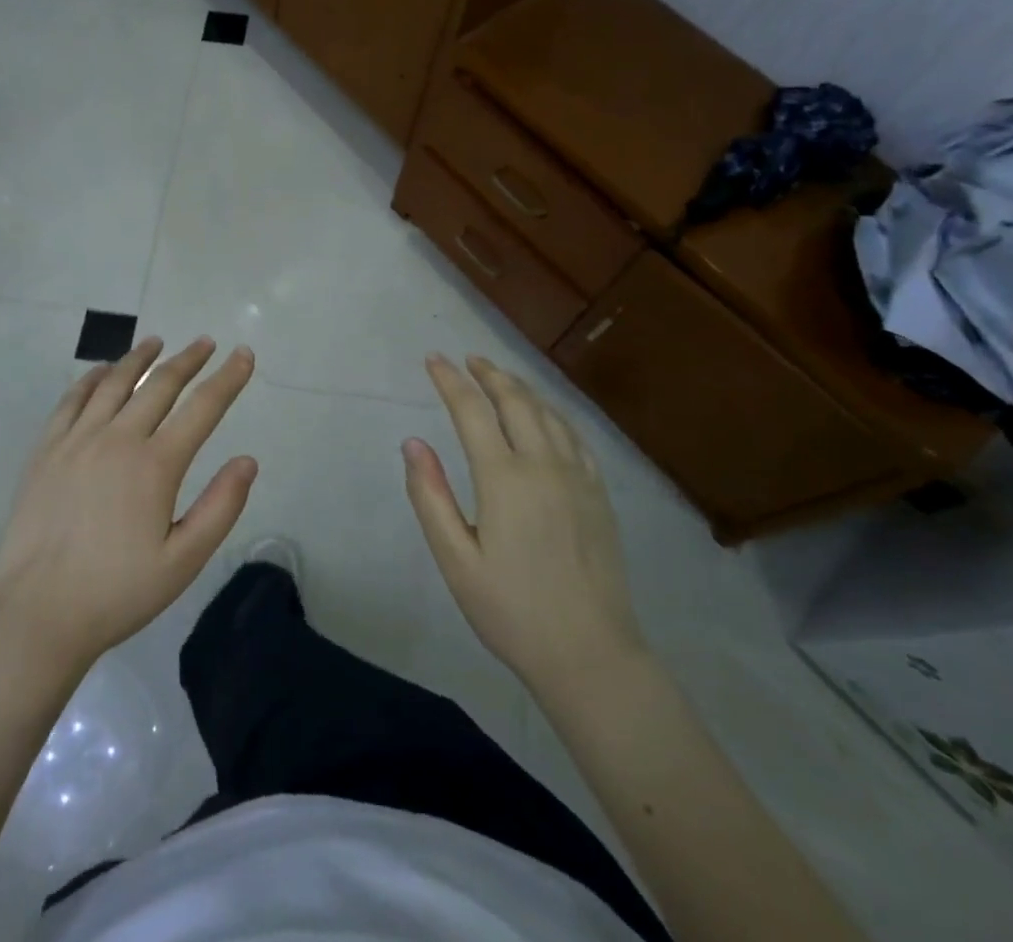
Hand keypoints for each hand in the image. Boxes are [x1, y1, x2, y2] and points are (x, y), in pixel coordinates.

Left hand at [0, 336, 257, 677]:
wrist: (37, 614)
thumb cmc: (117, 592)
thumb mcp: (183, 562)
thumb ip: (220, 508)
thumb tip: (248, 460)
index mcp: (155, 465)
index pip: (202, 408)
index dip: (227, 378)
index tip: (243, 354)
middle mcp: (117, 439)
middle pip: (159, 385)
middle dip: (188, 359)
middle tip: (205, 342)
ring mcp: (77, 441)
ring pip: (113, 383)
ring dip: (139, 358)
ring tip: (156, 342)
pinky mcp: (46, 450)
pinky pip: (71, 400)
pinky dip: (91, 378)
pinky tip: (101, 371)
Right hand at [404, 354, 645, 690]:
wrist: (591, 654)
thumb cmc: (512, 611)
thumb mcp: (456, 561)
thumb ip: (431, 496)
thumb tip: (413, 442)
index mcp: (504, 478)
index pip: (472, 410)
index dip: (449, 380)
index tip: (433, 359)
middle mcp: (543, 464)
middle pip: (515, 400)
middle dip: (488, 374)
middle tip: (468, 358)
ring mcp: (577, 476)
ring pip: (547, 413)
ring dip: (520, 387)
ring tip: (500, 377)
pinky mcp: (599, 493)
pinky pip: (575, 436)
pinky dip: (553, 413)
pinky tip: (546, 415)